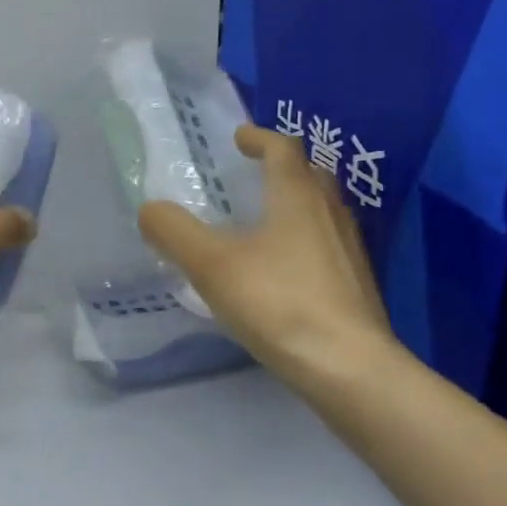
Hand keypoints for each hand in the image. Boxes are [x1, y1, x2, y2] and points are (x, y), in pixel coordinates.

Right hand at [139, 126, 400, 395]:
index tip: (239, 137)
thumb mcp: (210, 264)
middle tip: (255, 173)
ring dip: (296, 203)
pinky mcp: (356, 286)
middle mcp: (330, 214)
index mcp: (297, 197)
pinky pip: (327, 245)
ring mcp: (349, 251)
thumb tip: (149, 210)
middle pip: (311, 176)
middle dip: (283, 167)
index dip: (260, 138)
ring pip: (323, 211)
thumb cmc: (278, 302)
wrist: (348, 368)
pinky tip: (283, 268)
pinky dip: (304, 239)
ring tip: (265, 219)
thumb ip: (174, 231)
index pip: (283, 149)